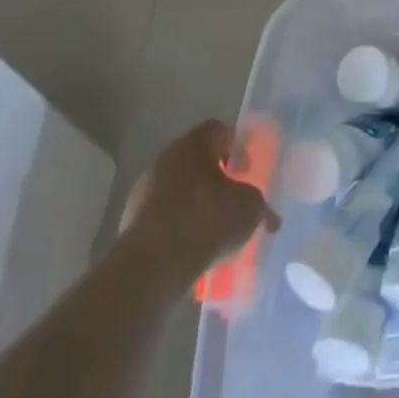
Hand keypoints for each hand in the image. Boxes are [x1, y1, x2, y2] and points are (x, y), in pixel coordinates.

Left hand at [118, 119, 278, 287]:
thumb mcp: (250, 208)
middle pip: (197, 159)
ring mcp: (144, 190)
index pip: (219, 130)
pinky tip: (192, 246)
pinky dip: (177, 225)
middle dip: (216, 177)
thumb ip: (259, 203)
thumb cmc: (206, 220)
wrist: (150, 267)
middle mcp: (166, 158)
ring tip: (213, 229)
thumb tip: (267, 215)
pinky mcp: (130, 222)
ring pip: (178, 188)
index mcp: (194, 144)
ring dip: (195, 202)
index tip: (247, 170)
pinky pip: (163, 215)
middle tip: (233, 197)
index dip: (237, 146)